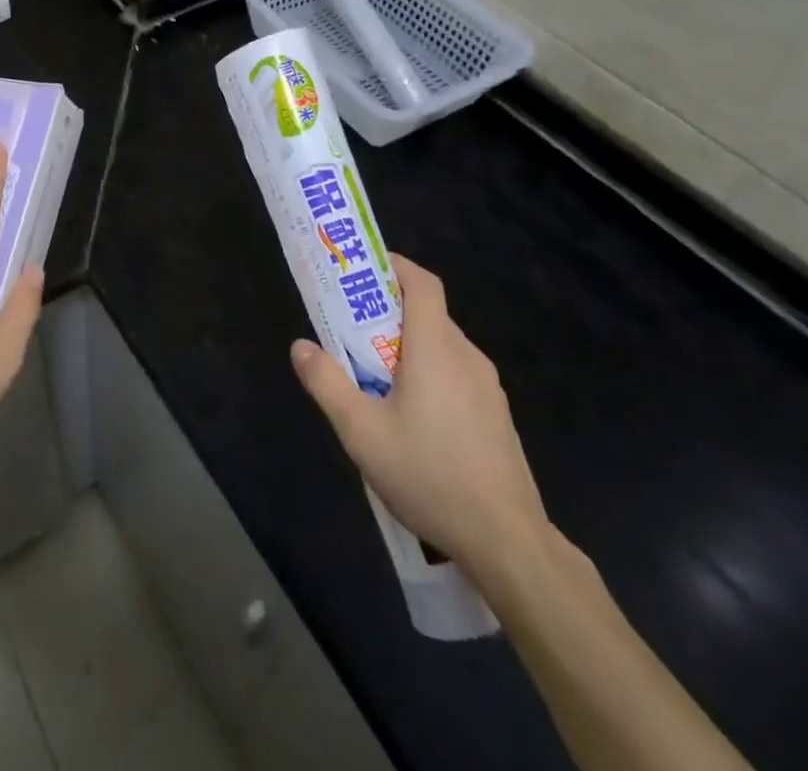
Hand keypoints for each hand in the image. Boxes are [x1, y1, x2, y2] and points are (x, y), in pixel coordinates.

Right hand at [291, 254, 549, 581]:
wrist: (507, 541)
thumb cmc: (429, 474)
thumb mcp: (361, 431)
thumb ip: (327, 383)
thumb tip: (300, 346)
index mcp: (436, 347)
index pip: (422, 284)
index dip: (395, 267)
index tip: (364, 270)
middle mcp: (466, 356)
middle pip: (427, 315)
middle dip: (388, 314)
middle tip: (351, 333)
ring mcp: (488, 388)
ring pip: (442, 348)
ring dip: (408, 349)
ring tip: (375, 379)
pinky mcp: (496, 417)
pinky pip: (457, 376)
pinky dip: (430, 375)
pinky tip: (412, 419)